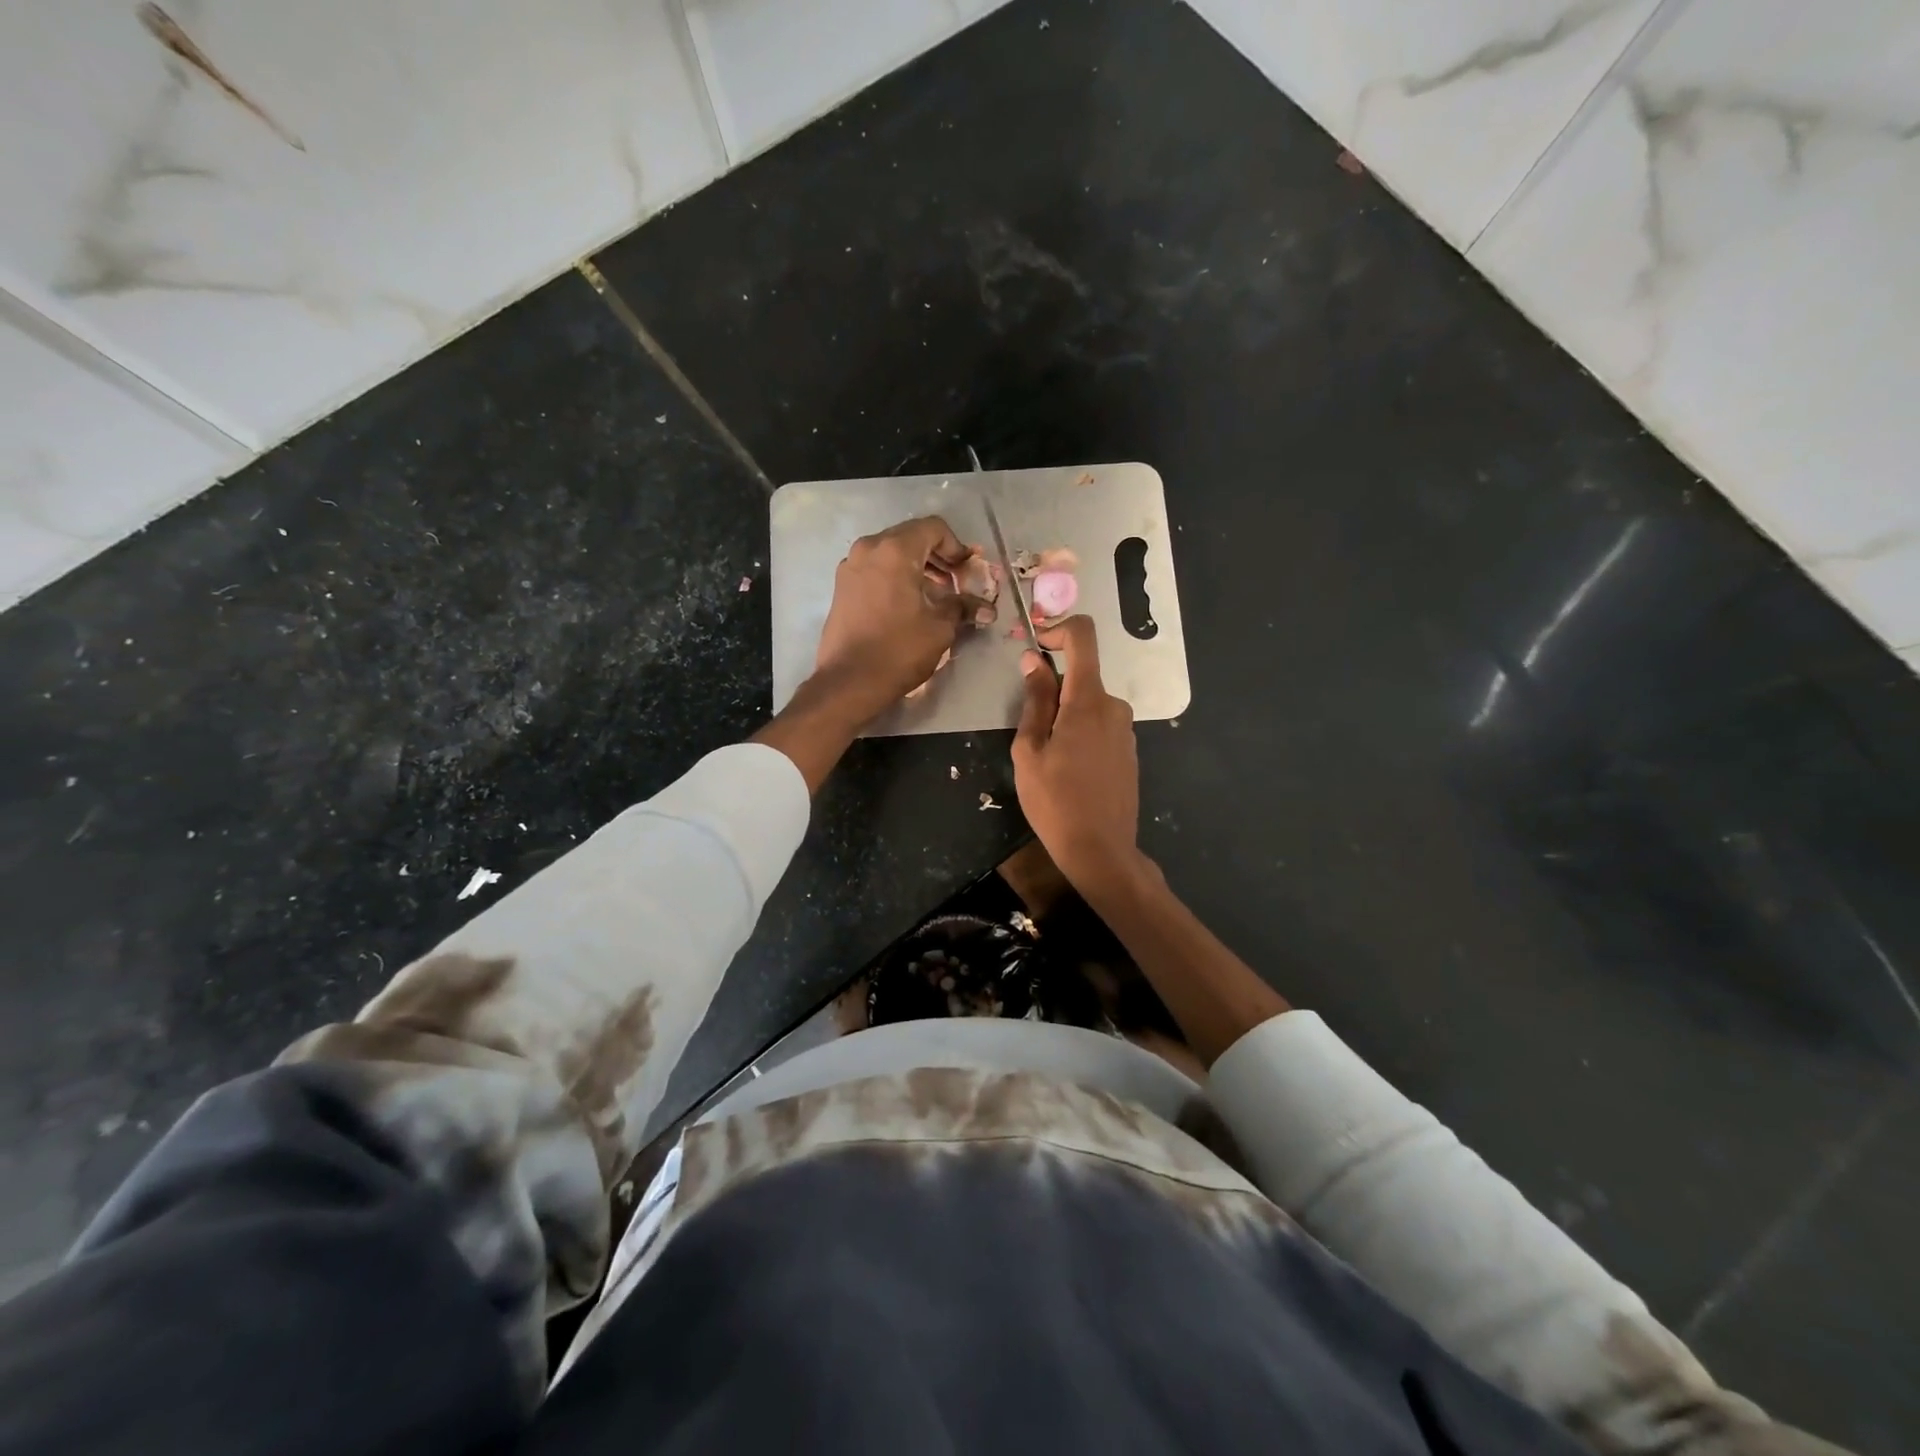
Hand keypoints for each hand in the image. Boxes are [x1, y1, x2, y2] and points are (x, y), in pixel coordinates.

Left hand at [812, 516, 989, 722]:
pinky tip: (909, 605)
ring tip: (936, 596)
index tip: (968, 572)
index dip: (957, 547)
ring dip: (917, 568)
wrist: (849, 682)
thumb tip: (987, 608)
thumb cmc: (899, 650)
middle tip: (956, 583)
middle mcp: (869, 548)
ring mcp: (851, 566)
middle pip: (911, 537)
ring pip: (892, 554)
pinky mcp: (842, 587)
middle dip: (938, 557)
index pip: (934, 528)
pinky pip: (876, 569)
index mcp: (895, 550)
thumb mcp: (940, 627)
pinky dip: (896, 578)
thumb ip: (963, 607)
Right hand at [1011, 616, 1141, 890]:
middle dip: (1052, 691)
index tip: (1035, 646)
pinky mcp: (1129, 750)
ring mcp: (1125, 729)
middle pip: (1081, 677)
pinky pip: (1100, 726)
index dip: (1058, 629)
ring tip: (1047, 759)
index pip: (1083, 637)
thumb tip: (1033, 660)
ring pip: (1089, 704)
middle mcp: (1114, 706)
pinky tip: (1069, 771)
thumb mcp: (1030, 750)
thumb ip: (1035, 700)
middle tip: (1029, 731)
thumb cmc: (1055, 801)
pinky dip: (1080, 733)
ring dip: (1065, 717)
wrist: (1101, 850)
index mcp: (1088, 700)